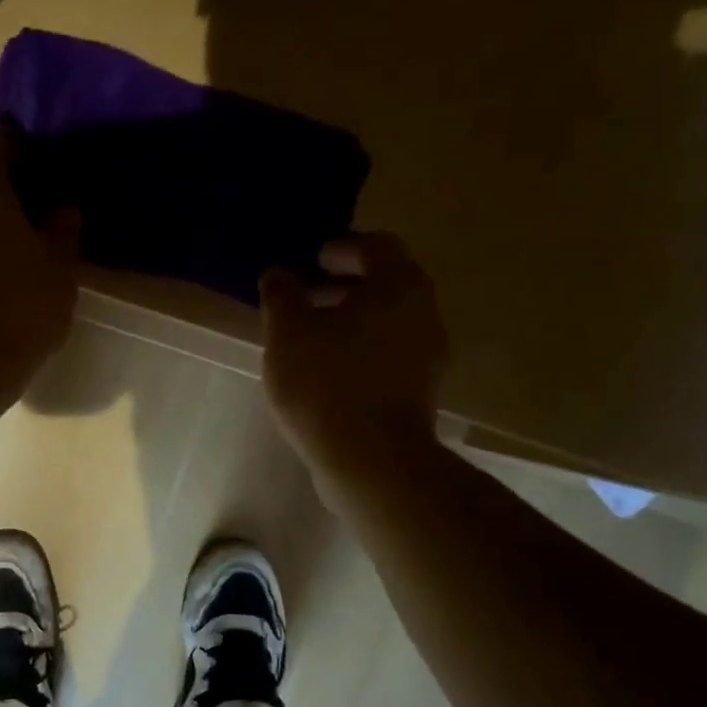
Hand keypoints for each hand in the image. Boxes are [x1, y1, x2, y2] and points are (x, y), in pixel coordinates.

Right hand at [259, 234, 448, 487]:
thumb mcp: (288, 332)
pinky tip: (328, 373)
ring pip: (387, 323)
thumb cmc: (326, 383)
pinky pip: (388, 356)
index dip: (341, 248)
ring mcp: (428, 356)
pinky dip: (360, 352)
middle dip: (343, 286)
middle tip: (305, 298)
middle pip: (385, 285)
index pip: (376, 247)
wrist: (371, 460)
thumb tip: (279, 274)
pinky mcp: (420, 392)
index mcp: (399, 286)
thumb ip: (281, 295)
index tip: (312, 260)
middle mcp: (424, 313)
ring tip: (310, 340)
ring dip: (351, 322)